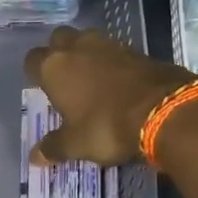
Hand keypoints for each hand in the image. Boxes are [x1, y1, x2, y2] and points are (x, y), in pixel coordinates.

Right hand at [23, 27, 195, 165]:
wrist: (164, 110)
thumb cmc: (106, 126)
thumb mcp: (76, 144)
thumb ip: (54, 147)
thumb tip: (35, 157)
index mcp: (55, 67)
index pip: (32, 60)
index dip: (35, 73)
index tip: (41, 89)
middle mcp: (78, 47)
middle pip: (59, 39)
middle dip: (59, 53)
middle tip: (64, 78)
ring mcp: (109, 44)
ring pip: (88, 40)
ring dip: (86, 55)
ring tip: (90, 80)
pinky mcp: (137, 49)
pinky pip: (114, 51)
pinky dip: (111, 63)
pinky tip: (117, 83)